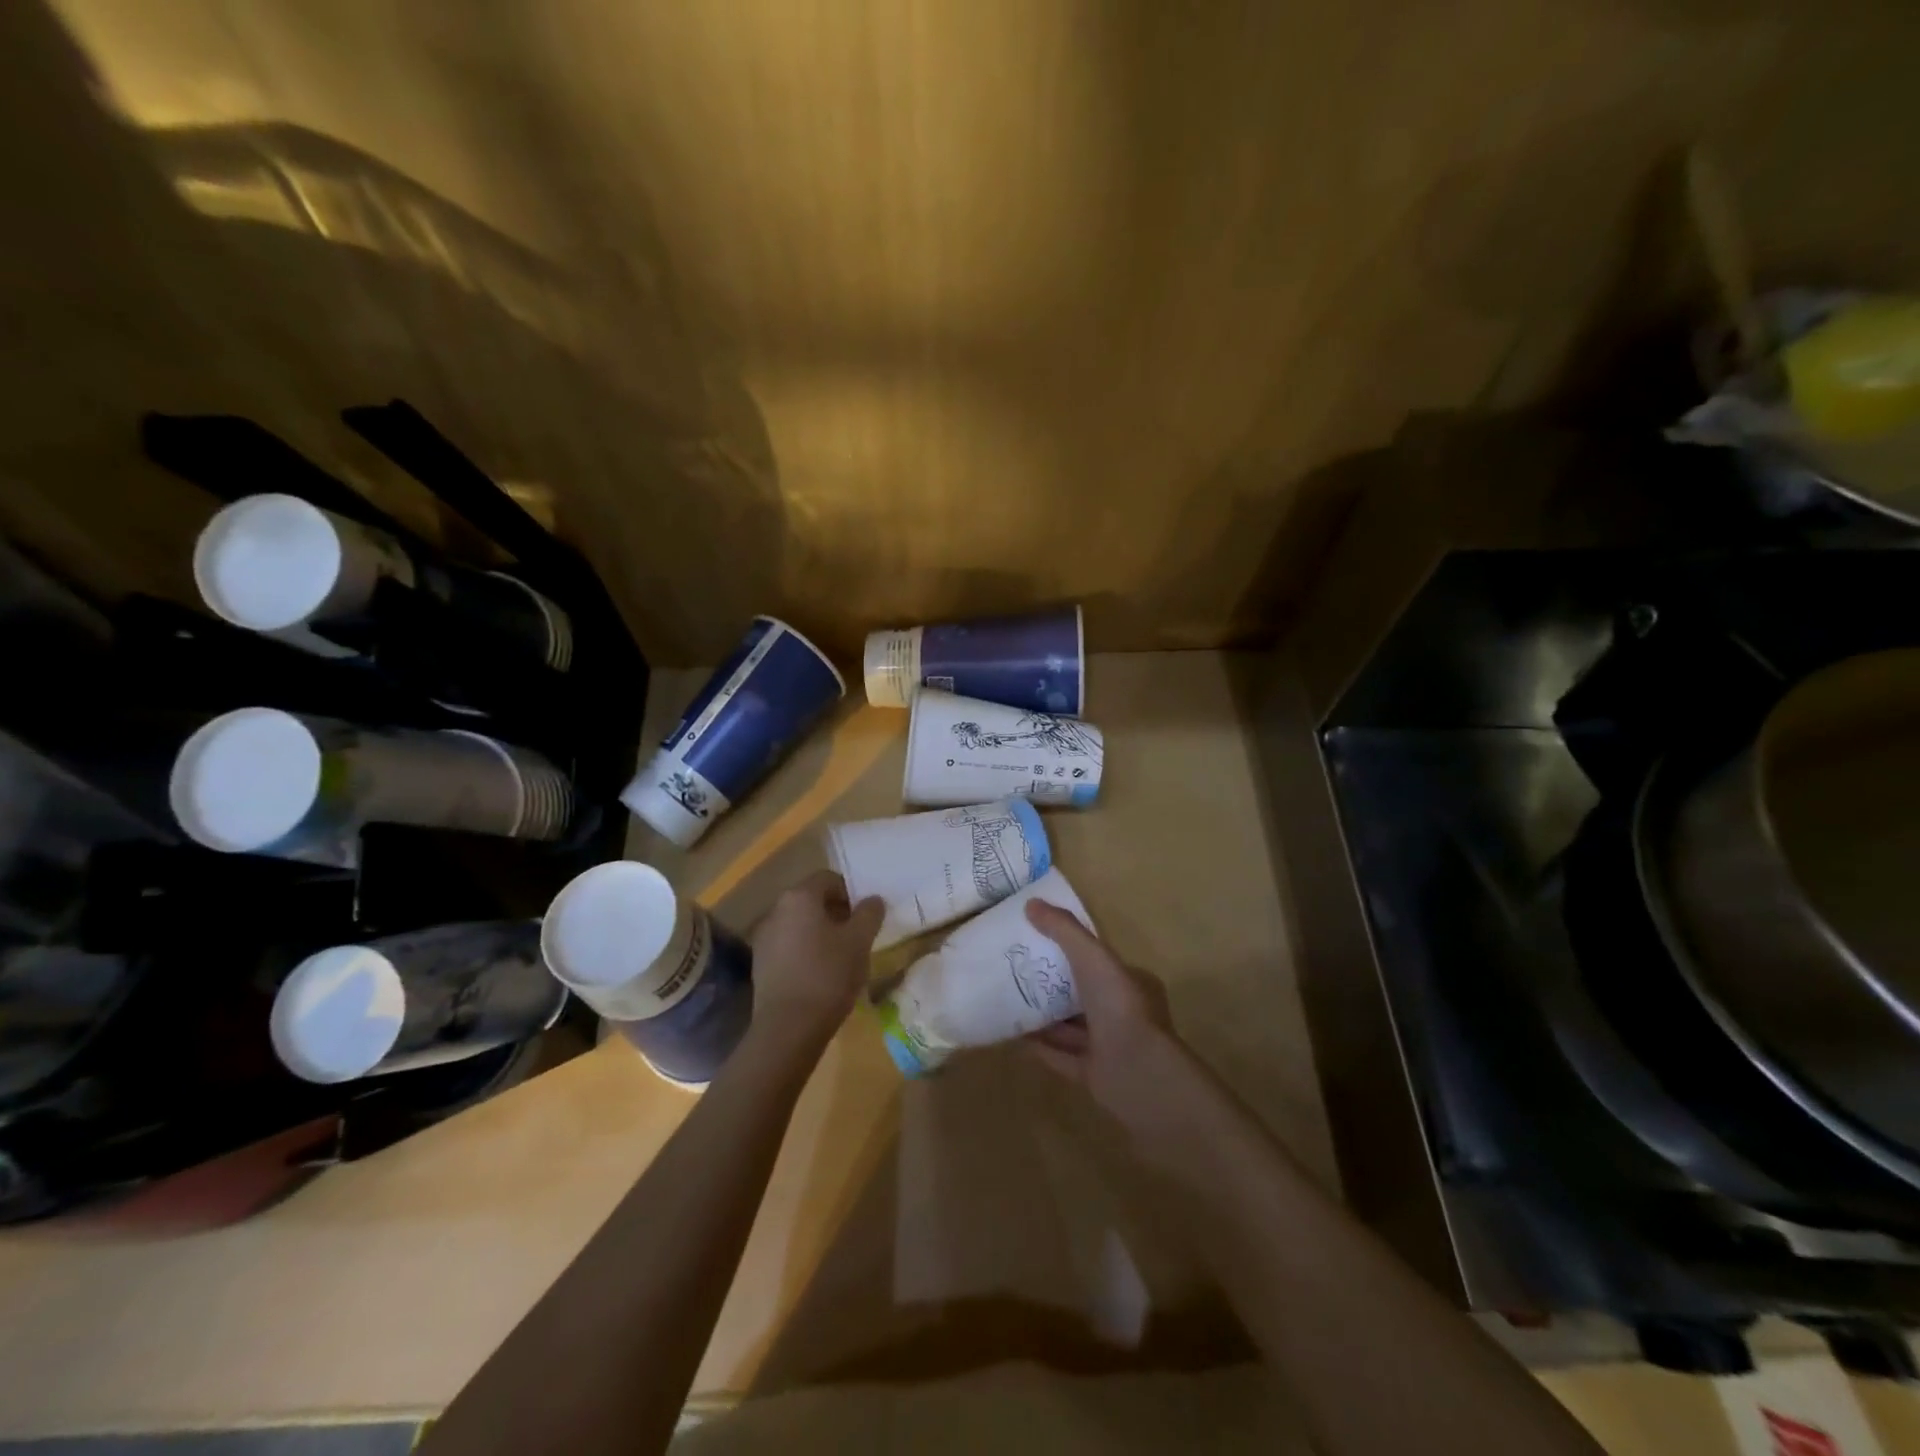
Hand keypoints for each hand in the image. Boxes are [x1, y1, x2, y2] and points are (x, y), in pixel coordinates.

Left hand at [748, 871, 883, 1050]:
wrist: (788, 1028)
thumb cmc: (828, 975)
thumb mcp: (860, 941)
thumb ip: (869, 914)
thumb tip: (873, 899)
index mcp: (799, 897)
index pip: (828, 879)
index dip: (851, 892)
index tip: (866, 915)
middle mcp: (776, 910)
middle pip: (811, 901)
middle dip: (836, 913)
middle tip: (857, 935)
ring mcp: (764, 938)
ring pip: (799, 925)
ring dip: (820, 933)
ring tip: (841, 958)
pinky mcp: (760, 964)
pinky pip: (788, 947)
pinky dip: (805, 952)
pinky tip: (820, 975)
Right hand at [1023, 901, 1181, 1137]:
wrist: (1139, 1077)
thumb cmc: (1120, 1008)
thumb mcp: (1093, 958)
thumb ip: (1064, 930)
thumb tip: (1032, 903)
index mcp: (1131, 983)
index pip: (1100, 961)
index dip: (1073, 949)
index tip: (1040, 939)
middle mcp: (1122, 1014)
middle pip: (1083, 993)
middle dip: (1054, 982)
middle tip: (1017, 967)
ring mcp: (1109, 1047)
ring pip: (1071, 1026)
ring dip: (1044, 1015)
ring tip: (1008, 997)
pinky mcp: (1094, 1076)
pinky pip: (1061, 1057)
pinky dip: (1040, 1046)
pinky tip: (1013, 1035)